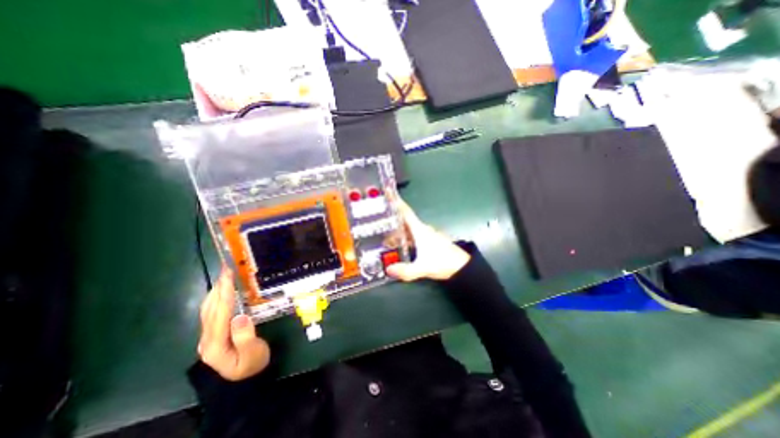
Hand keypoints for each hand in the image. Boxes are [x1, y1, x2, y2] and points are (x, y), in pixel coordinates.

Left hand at [198, 266, 271, 380]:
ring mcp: (208, 337)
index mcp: (215, 345)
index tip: (228, 275)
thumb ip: (245, 336)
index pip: (220, 313)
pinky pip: (213, 312)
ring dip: (217, 291)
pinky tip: (225, 291)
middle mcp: (206, 340)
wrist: (247, 379)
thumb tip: (240, 316)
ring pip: (208, 309)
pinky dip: (218, 298)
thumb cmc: (253, 365)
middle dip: (218, 287)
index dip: (224, 293)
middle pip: (210, 309)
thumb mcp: (253, 354)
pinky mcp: (214, 334)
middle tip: (228, 268)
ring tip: (226, 275)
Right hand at [384, 201, 467, 282]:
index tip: (388, 192)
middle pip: (405, 220)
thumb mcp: (423, 268)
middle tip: (379, 220)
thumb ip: (406, 270)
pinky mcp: (430, 241)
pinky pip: (414, 236)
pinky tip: (400, 246)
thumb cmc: (443, 262)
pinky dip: (405, 238)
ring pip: (409, 229)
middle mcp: (423, 230)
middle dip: (392, 219)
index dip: (396, 202)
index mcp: (420, 230)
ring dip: (398, 231)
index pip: (406, 212)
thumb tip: (388, 269)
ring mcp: (427, 235)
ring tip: (385, 236)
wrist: (462, 267)